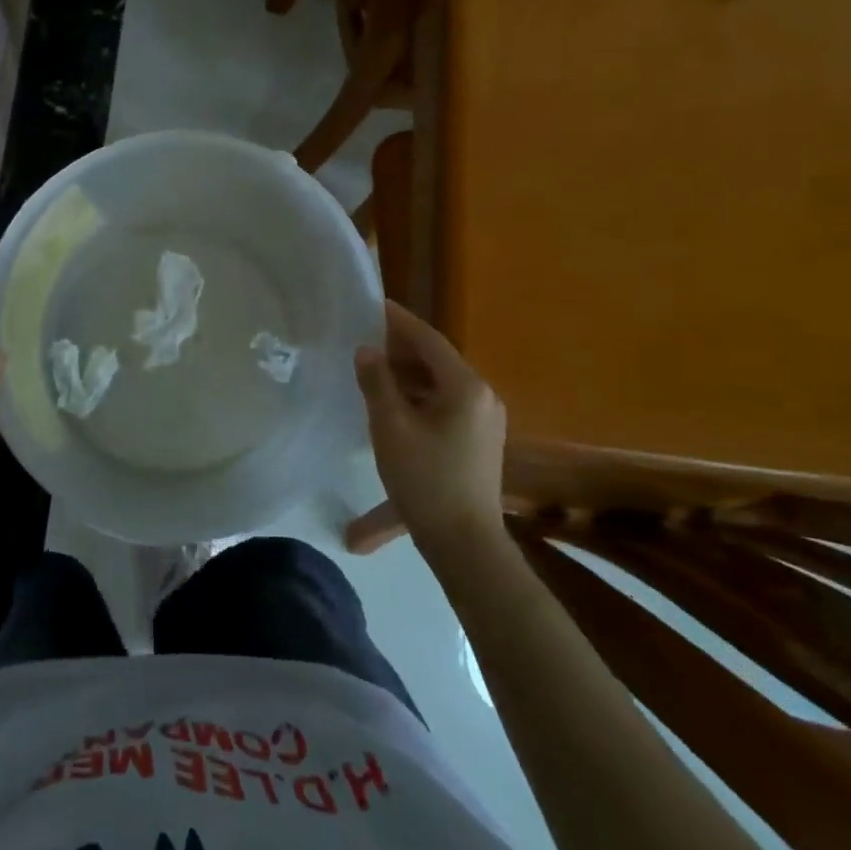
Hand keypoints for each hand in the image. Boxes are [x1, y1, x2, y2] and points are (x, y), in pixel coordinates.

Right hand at [354, 301, 507, 558]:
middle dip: (401, 348)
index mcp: (465, 386)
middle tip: (365, 337)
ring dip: (408, 374)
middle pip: (437, 360)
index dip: (399, 321)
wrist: (465, 545)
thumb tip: (367, 350)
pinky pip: (446, 404)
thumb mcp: (391, 427)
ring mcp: (485, 420)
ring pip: (441, 384)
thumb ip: (377, 382)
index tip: (374, 304)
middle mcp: (482, 396)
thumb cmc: (425, 480)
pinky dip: (419, 397)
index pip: (428, 339)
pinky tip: (393, 405)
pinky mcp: (479, 441)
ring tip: (372, 369)